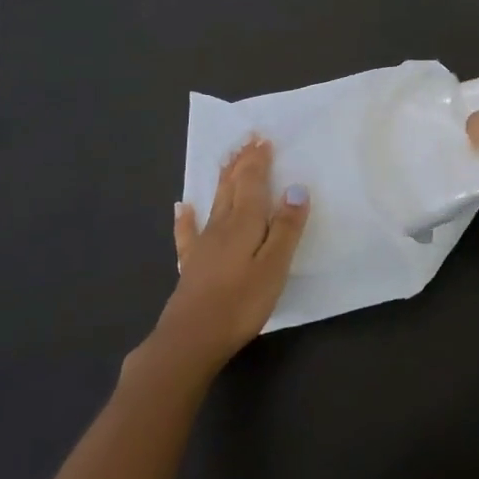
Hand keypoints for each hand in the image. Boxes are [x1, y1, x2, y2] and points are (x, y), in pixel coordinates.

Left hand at [151, 138, 308, 373]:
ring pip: (215, 202)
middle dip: (241, 162)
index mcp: (244, 223)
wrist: (191, 339)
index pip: (252, 182)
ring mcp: (203, 244)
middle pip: (232, 186)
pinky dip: (186, 217)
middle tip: (247, 139)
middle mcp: (222, 225)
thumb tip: (297, 188)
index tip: (263, 138)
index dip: (258, 160)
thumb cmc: (240, 303)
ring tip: (226, 159)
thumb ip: (286, 228)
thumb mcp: (274, 266)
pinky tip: (182, 207)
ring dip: (222, 178)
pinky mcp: (192, 264)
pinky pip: (188, 233)